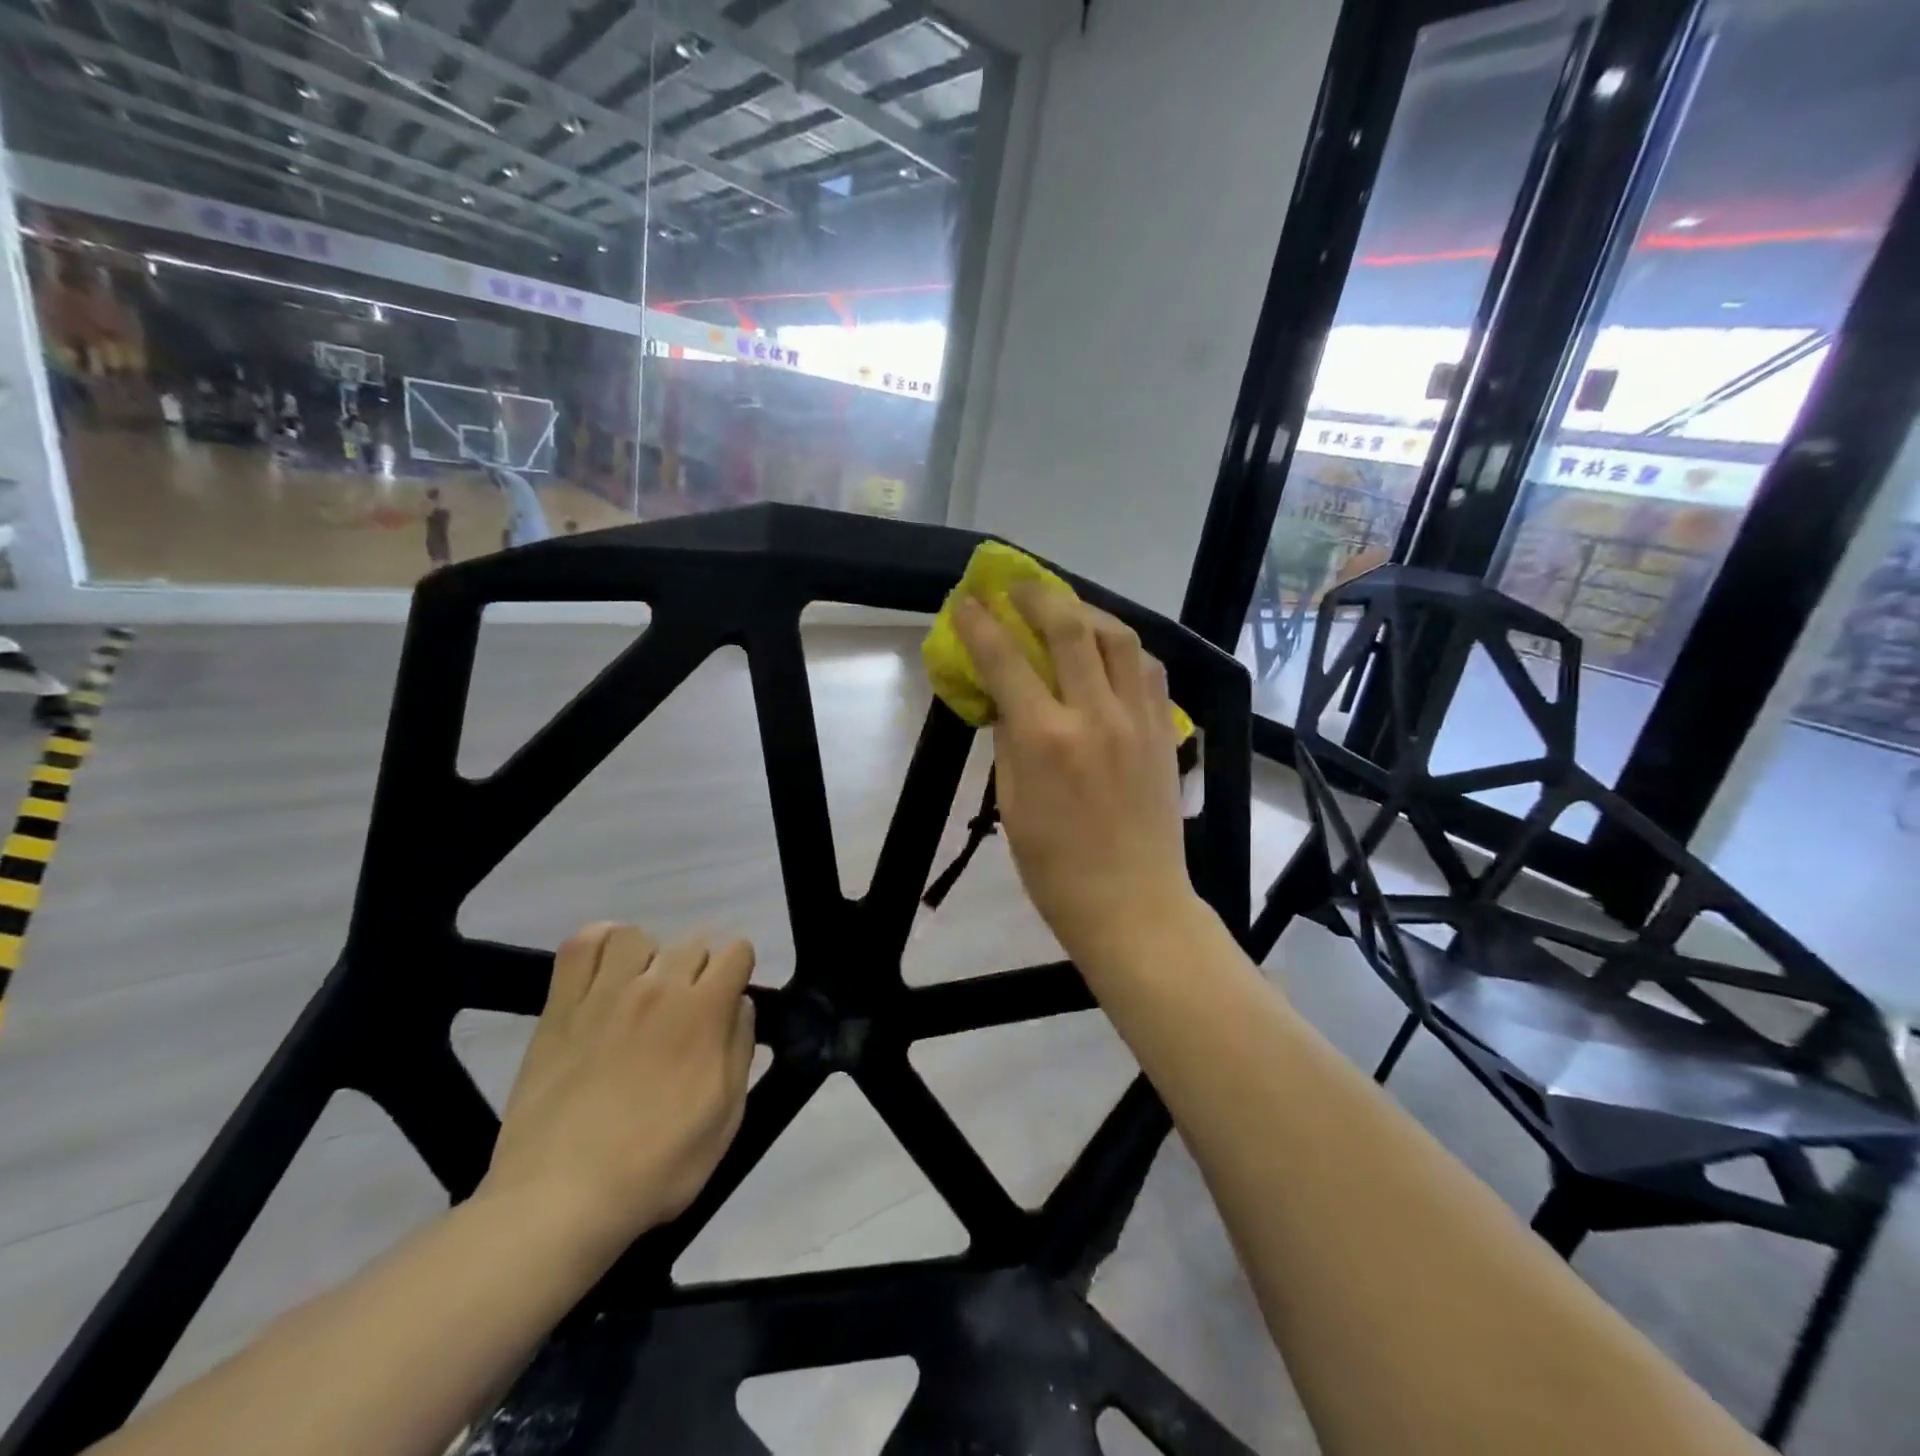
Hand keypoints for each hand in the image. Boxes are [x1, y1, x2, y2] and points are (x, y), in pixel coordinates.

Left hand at [479, 924, 755, 1259]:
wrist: (560, 1198)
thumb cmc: (656, 1166)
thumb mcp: (726, 1118)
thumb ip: (740, 1050)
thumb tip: (740, 1004)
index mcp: (704, 1012)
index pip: (737, 951)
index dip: (739, 973)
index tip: (728, 1003)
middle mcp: (659, 987)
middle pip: (692, 942)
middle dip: (700, 970)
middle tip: (686, 1013)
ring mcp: (605, 993)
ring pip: (638, 936)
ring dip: (649, 957)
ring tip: (642, 991)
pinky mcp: (560, 1007)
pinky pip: (580, 946)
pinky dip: (597, 944)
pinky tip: (604, 970)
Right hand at [952, 583, 1199, 964]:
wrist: (1133, 905)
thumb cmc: (1055, 869)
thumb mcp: (1011, 806)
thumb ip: (1009, 742)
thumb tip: (1007, 699)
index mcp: (1046, 740)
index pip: (1005, 661)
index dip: (981, 624)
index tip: (966, 601)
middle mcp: (1095, 715)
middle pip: (1069, 628)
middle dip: (1037, 596)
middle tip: (1016, 585)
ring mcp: (1138, 719)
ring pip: (1119, 637)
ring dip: (1086, 611)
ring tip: (1065, 609)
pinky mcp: (1164, 731)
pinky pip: (1148, 668)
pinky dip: (1123, 646)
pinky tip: (1107, 649)